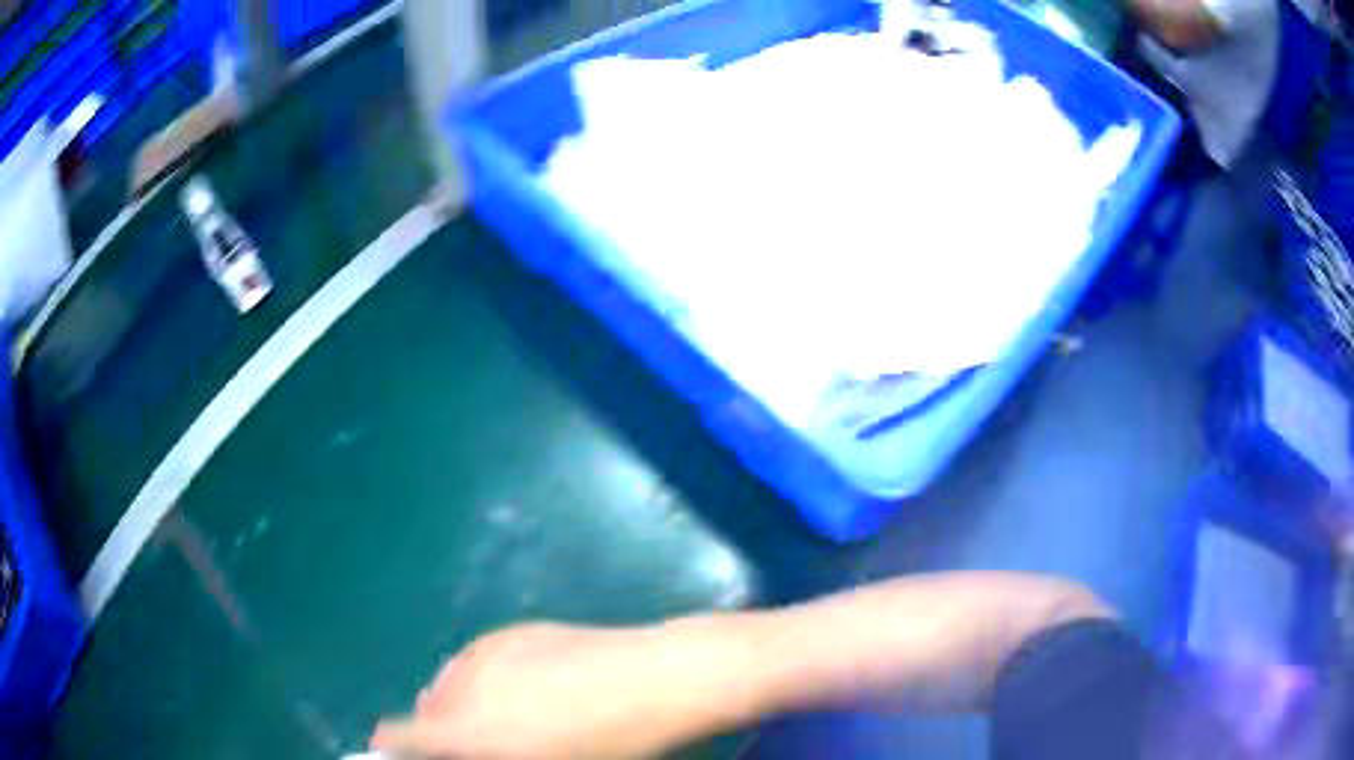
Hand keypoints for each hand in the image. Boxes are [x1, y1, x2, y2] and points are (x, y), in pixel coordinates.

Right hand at [371, 622, 732, 759]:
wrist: (657, 681)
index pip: (404, 734)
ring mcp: (486, 651)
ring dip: (465, 702)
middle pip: (430, 709)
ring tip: (510, 717)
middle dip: (444, 730)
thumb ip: (493, 754)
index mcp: (467, 730)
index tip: (405, 751)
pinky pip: (479, 659)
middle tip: (482, 744)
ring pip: (452, 681)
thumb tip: (472, 746)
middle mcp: (462, 684)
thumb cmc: (610, 745)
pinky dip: (486, 676)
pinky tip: (528, 687)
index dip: (399, 745)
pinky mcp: (512, 630)